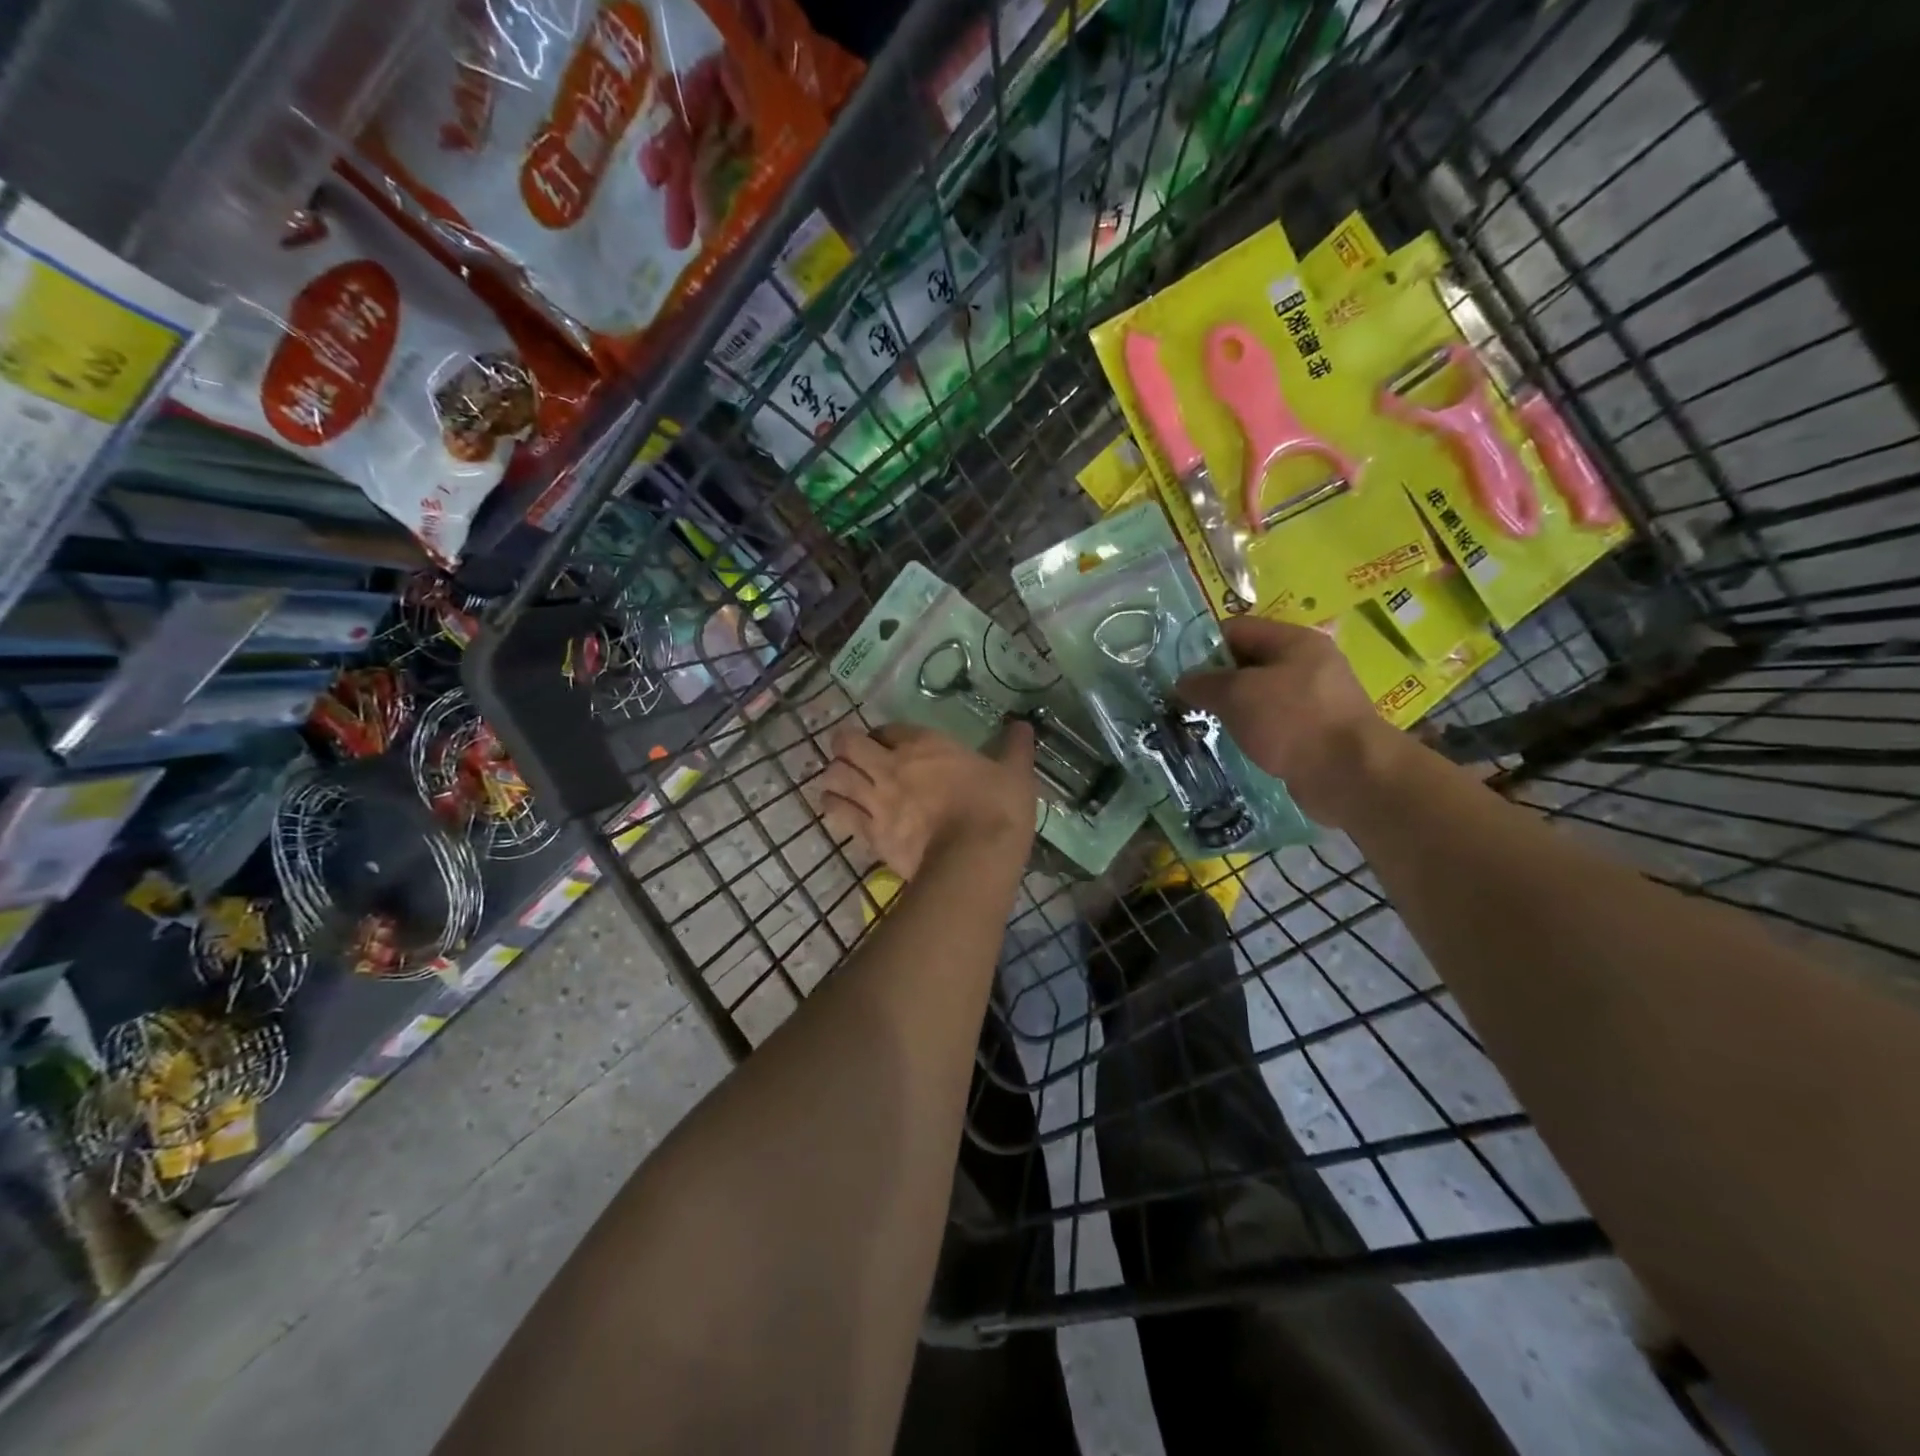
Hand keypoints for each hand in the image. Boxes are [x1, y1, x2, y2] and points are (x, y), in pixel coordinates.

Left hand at [816, 721, 1036, 878]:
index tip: (890, 743)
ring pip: (834, 776)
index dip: (884, 734)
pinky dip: (833, 806)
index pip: (887, 728)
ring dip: (835, 775)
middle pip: (847, 744)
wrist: (975, 857)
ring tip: (842, 782)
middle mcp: (891, 765)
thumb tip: (1023, 725)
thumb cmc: (997, 808)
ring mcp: (876, 799)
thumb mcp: (1015, 773)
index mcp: (924, 745)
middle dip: (846, 747)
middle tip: (855, 757)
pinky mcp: (869, 833)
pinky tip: (837, 807)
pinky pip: (837, 812)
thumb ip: (1015, 747)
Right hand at [1177, 617, 1408, 827]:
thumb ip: (1205, 683)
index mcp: (1294, 640)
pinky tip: (1237, 743)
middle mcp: (1308, 663)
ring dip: (1234, 707)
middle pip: (1249, 661)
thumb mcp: (1237, 695)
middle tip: (1186, 700)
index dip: (1205, 646)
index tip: (1179, 671)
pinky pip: (1275, 721)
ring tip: (1205, 722)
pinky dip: (1254, 729)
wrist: (1350, 774)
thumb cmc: (1292, 721)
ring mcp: (1316, 698)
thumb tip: (1183, 681)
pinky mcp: (1317, 731)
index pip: (1237, 629)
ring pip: (1261, 694)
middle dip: (1217, 680)